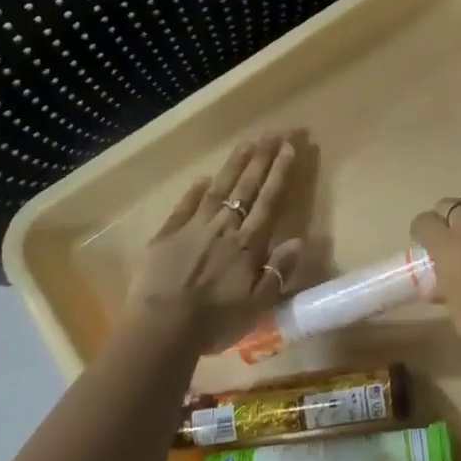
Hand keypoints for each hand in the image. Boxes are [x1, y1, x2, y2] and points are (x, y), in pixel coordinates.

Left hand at [128, 132, 304, 353]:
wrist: (161, 328)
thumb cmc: (214, 322)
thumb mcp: (257, 306)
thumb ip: (278, 272)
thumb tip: (299, 240)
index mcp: (248, 244)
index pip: (269, 199)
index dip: (280, 172)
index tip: (289, 147)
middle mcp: (224, 227)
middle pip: (247, 186)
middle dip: (263, 157)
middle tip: (275, 131)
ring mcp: (194, 227)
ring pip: (219, 188)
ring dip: (235, 164)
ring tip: (247, 142)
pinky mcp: (167, 234)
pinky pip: (185, 205)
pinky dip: (195, 190)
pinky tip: (203, 177)